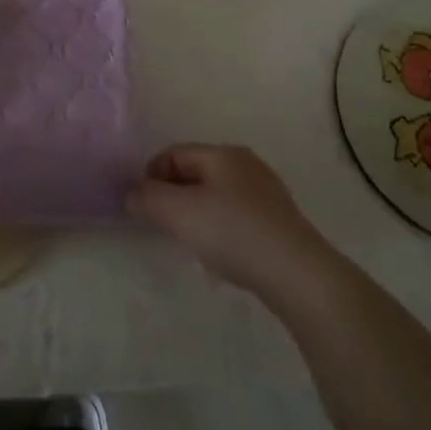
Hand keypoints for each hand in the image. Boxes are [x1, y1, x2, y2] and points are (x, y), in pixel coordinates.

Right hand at [127, 144, 324, 298]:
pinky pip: (236, 218)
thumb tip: (132, 194)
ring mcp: (267, 193)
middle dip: (173, 197)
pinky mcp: (280, 222)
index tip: (142, 207)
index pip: (173, 153)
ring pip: (216, 197)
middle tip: (163, 225)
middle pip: (195, 173)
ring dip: (196, 215)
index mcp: (222, 153)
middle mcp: (246, 164)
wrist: (298, 275)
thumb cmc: (232, 233)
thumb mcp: (178, 212)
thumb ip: (146, 198)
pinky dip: (221, 230)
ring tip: (191, 244)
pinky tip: (221, 257)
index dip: (151, 176)